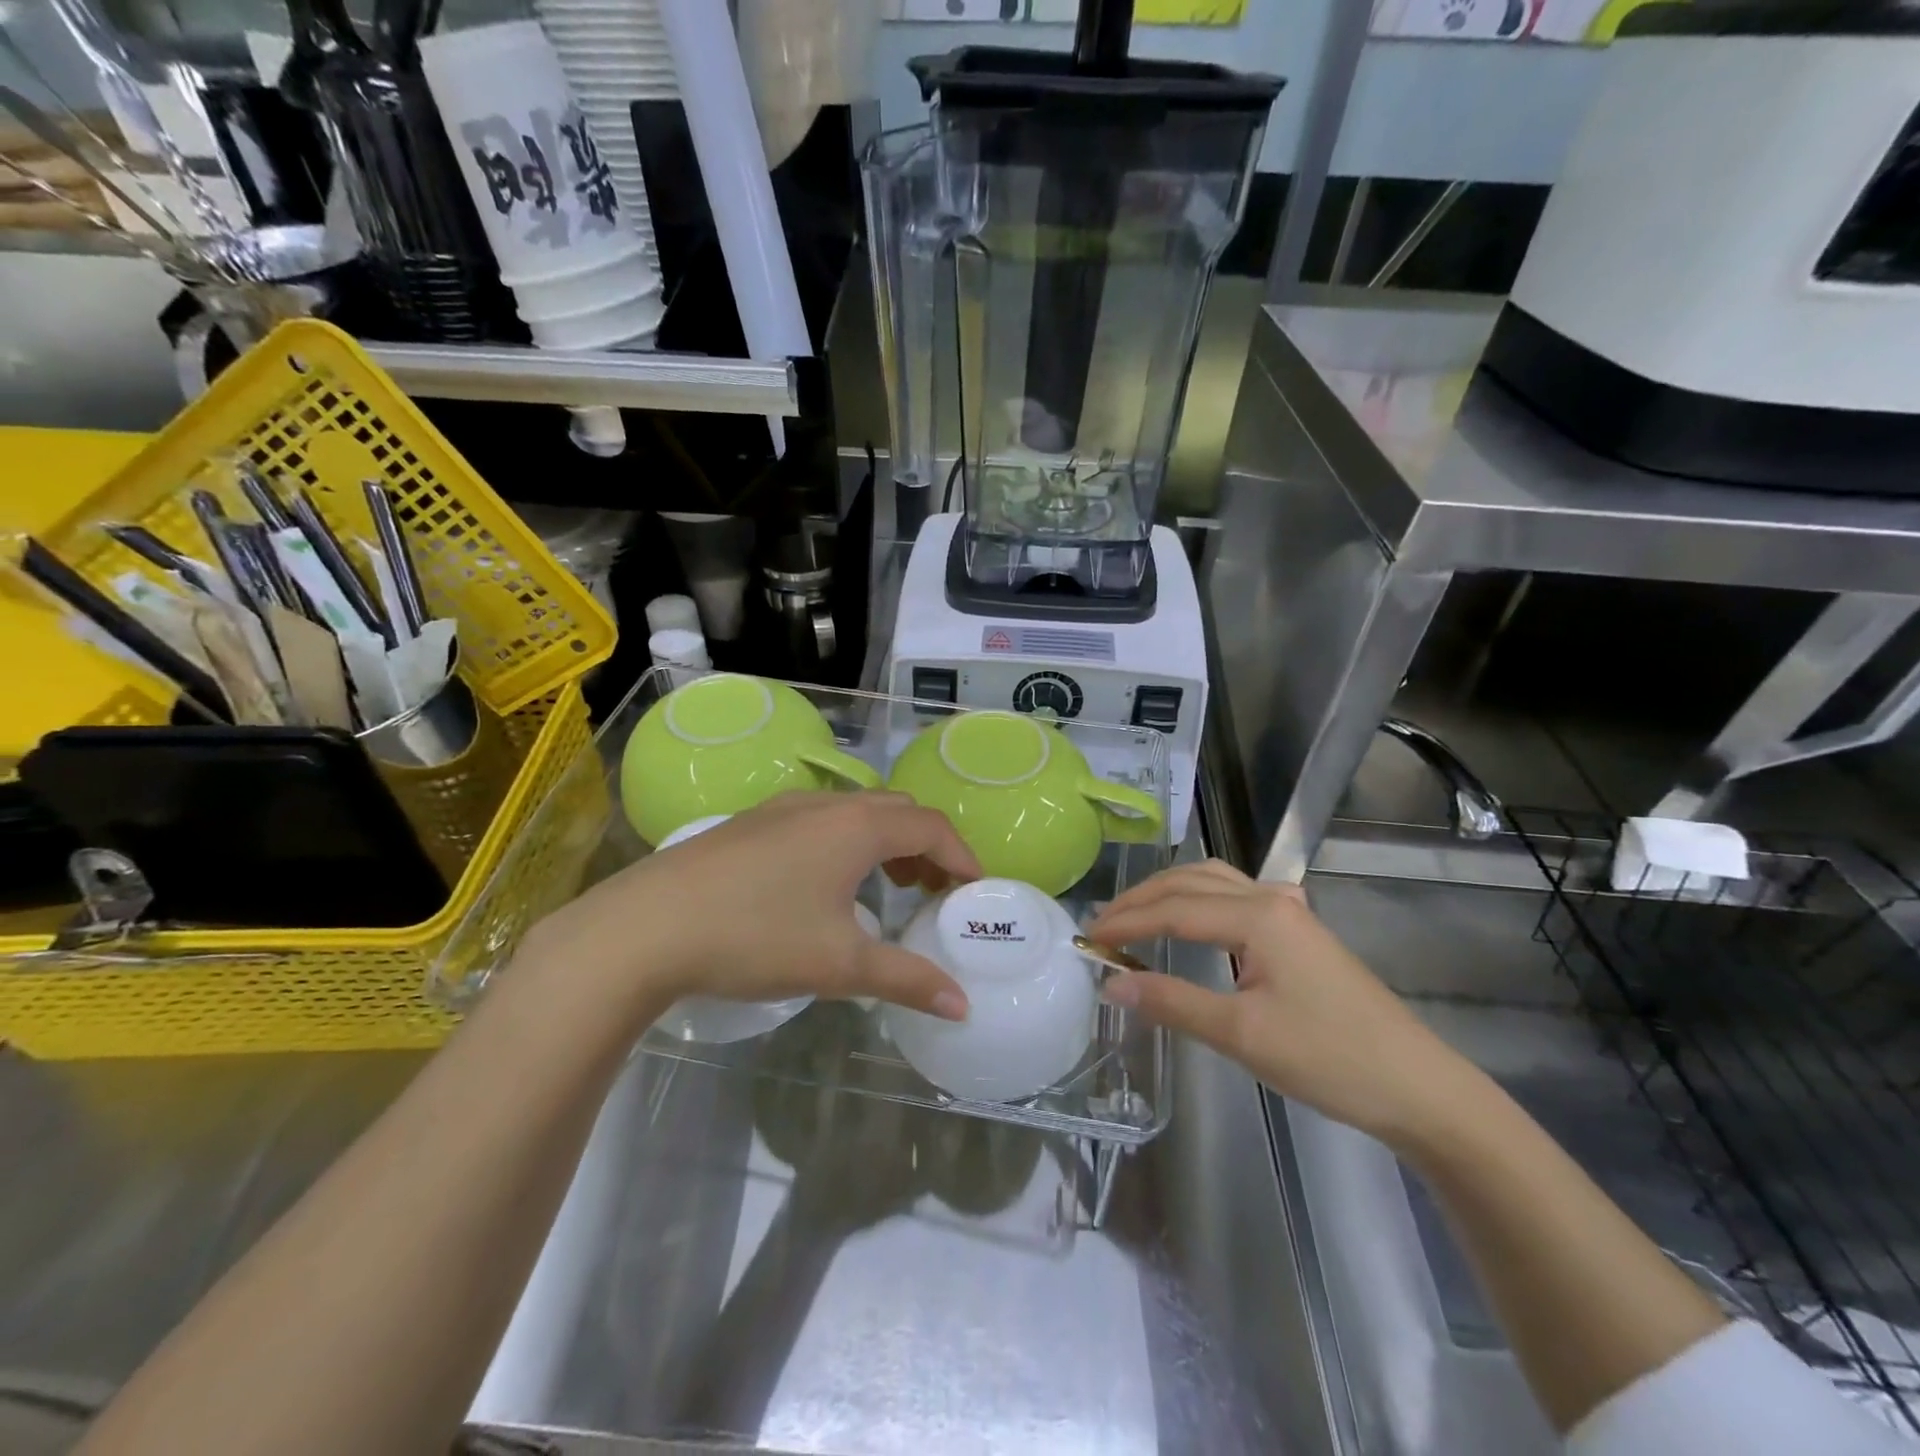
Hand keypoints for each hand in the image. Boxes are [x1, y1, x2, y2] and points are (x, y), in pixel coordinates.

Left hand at [523, 792, 979, 1028]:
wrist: (644, 928)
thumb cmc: (755, 937)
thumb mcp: (839, 963)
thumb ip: (907, 979)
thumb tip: (961, 1005)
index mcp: (856, 826)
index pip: (931, 826)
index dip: (961, 856)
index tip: (974, 891)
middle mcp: (825, 804)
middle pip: (898, 811)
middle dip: (927, 847)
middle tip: (935, 893)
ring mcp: (784, 808)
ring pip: (857, 812)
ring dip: (886, 843)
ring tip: (889, 888)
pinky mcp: (752, 822)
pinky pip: (822, 819)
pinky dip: (848, 842)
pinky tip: (827, 885)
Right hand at [1087, 860, 1474, 1145]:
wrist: (1418, 1087)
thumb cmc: (1329, 1060)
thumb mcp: (1242, 1035)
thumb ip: (1172, 1002)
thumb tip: (1111, 984)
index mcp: (1257, 915)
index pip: (1173, 909)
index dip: (1126, 923)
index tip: (1086, 940)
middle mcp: (1271, 898)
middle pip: (1189, 883)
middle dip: (1140, 900)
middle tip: (1101, 927)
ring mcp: (1289, 911)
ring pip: (1212, 881)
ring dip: (1168, 893)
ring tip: (1133, 917)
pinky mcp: (1298, 930)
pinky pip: (1233, 895)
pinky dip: (1196, 899)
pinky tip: (1190, 918)